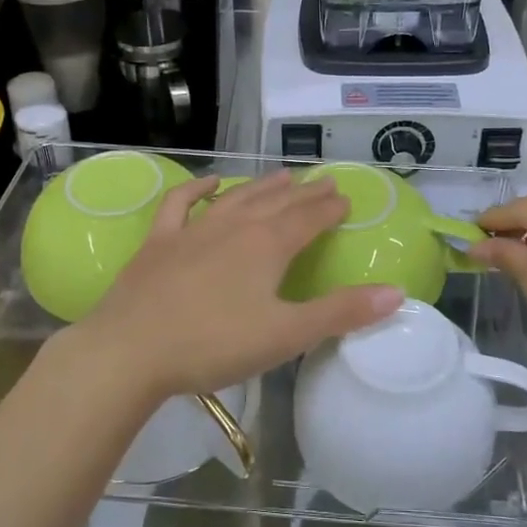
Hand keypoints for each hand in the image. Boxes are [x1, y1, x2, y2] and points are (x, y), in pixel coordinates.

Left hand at [65, 172, 403, 402]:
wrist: (130, 350)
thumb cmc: (214, 344)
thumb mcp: (286, 334)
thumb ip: (341, 313)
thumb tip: (396, 292)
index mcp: (268, 245)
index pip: (309, 218)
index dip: (330, 208)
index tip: (345, 198)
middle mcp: (235, 226)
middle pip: (277, 202)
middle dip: (304, 193)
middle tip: (324, 182)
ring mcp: (194, 230)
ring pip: (237, 198)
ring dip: (263, 186)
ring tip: (283, 176)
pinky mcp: (160, 242)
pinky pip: (181, 203)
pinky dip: (197, 189)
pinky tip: (211, 183)